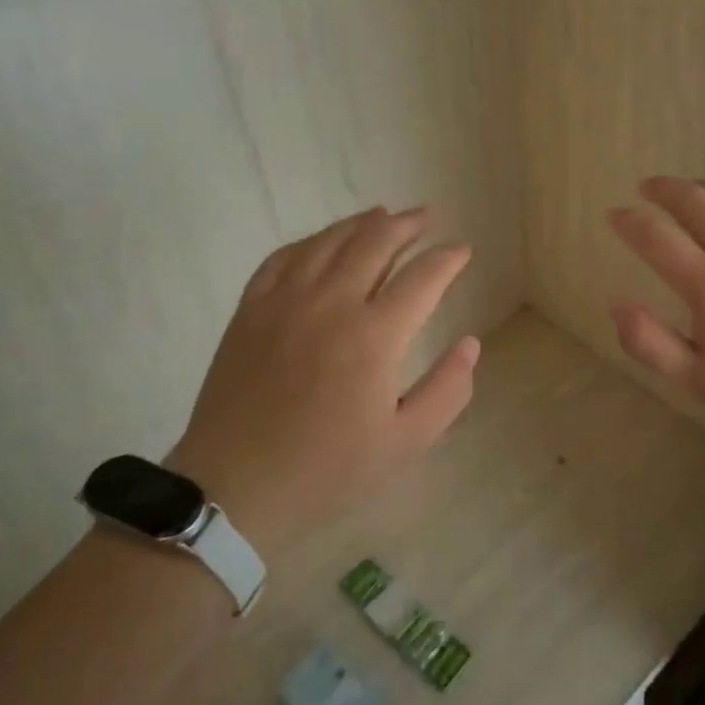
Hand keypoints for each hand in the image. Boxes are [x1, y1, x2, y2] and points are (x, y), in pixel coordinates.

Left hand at [166, 206, 477, 553]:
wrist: (234, 489)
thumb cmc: (326, 471)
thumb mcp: (405, 444)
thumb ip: (447, 390)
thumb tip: (470, 343)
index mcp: (374, 335)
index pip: (423, 277)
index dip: (448, 258)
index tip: (462, 250)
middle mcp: (331, 302)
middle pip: (376, 241)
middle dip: (408, 225)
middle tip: (426, 218)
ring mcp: (285, 300)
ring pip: (330, 240)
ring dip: (362, 222)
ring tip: (383, 215)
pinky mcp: (251, 309)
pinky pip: (284, 256)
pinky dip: (312, 241)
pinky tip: (323, 242)